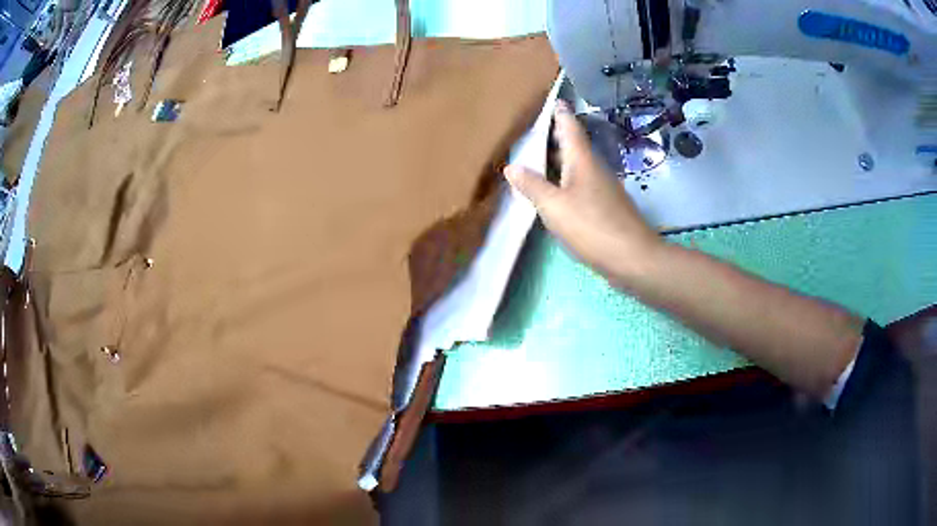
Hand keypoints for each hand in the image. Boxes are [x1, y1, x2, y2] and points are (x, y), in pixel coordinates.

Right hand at [504, 101, 661, 285]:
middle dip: (556, 137)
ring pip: (577, 166)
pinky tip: (555, 192)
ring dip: (560, 160)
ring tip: (537, 159)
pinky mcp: (606, 207)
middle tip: (534, 131)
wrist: (633, 258)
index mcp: (582, 161)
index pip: (570, 128)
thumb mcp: (554, 206)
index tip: (554, 100)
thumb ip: (532, 186)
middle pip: (574, 146)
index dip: (561, 114)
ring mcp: (603, 188)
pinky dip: (566, 181)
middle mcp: (595, 169)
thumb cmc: (592, 226)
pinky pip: (581, 184)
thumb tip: (512, 166)